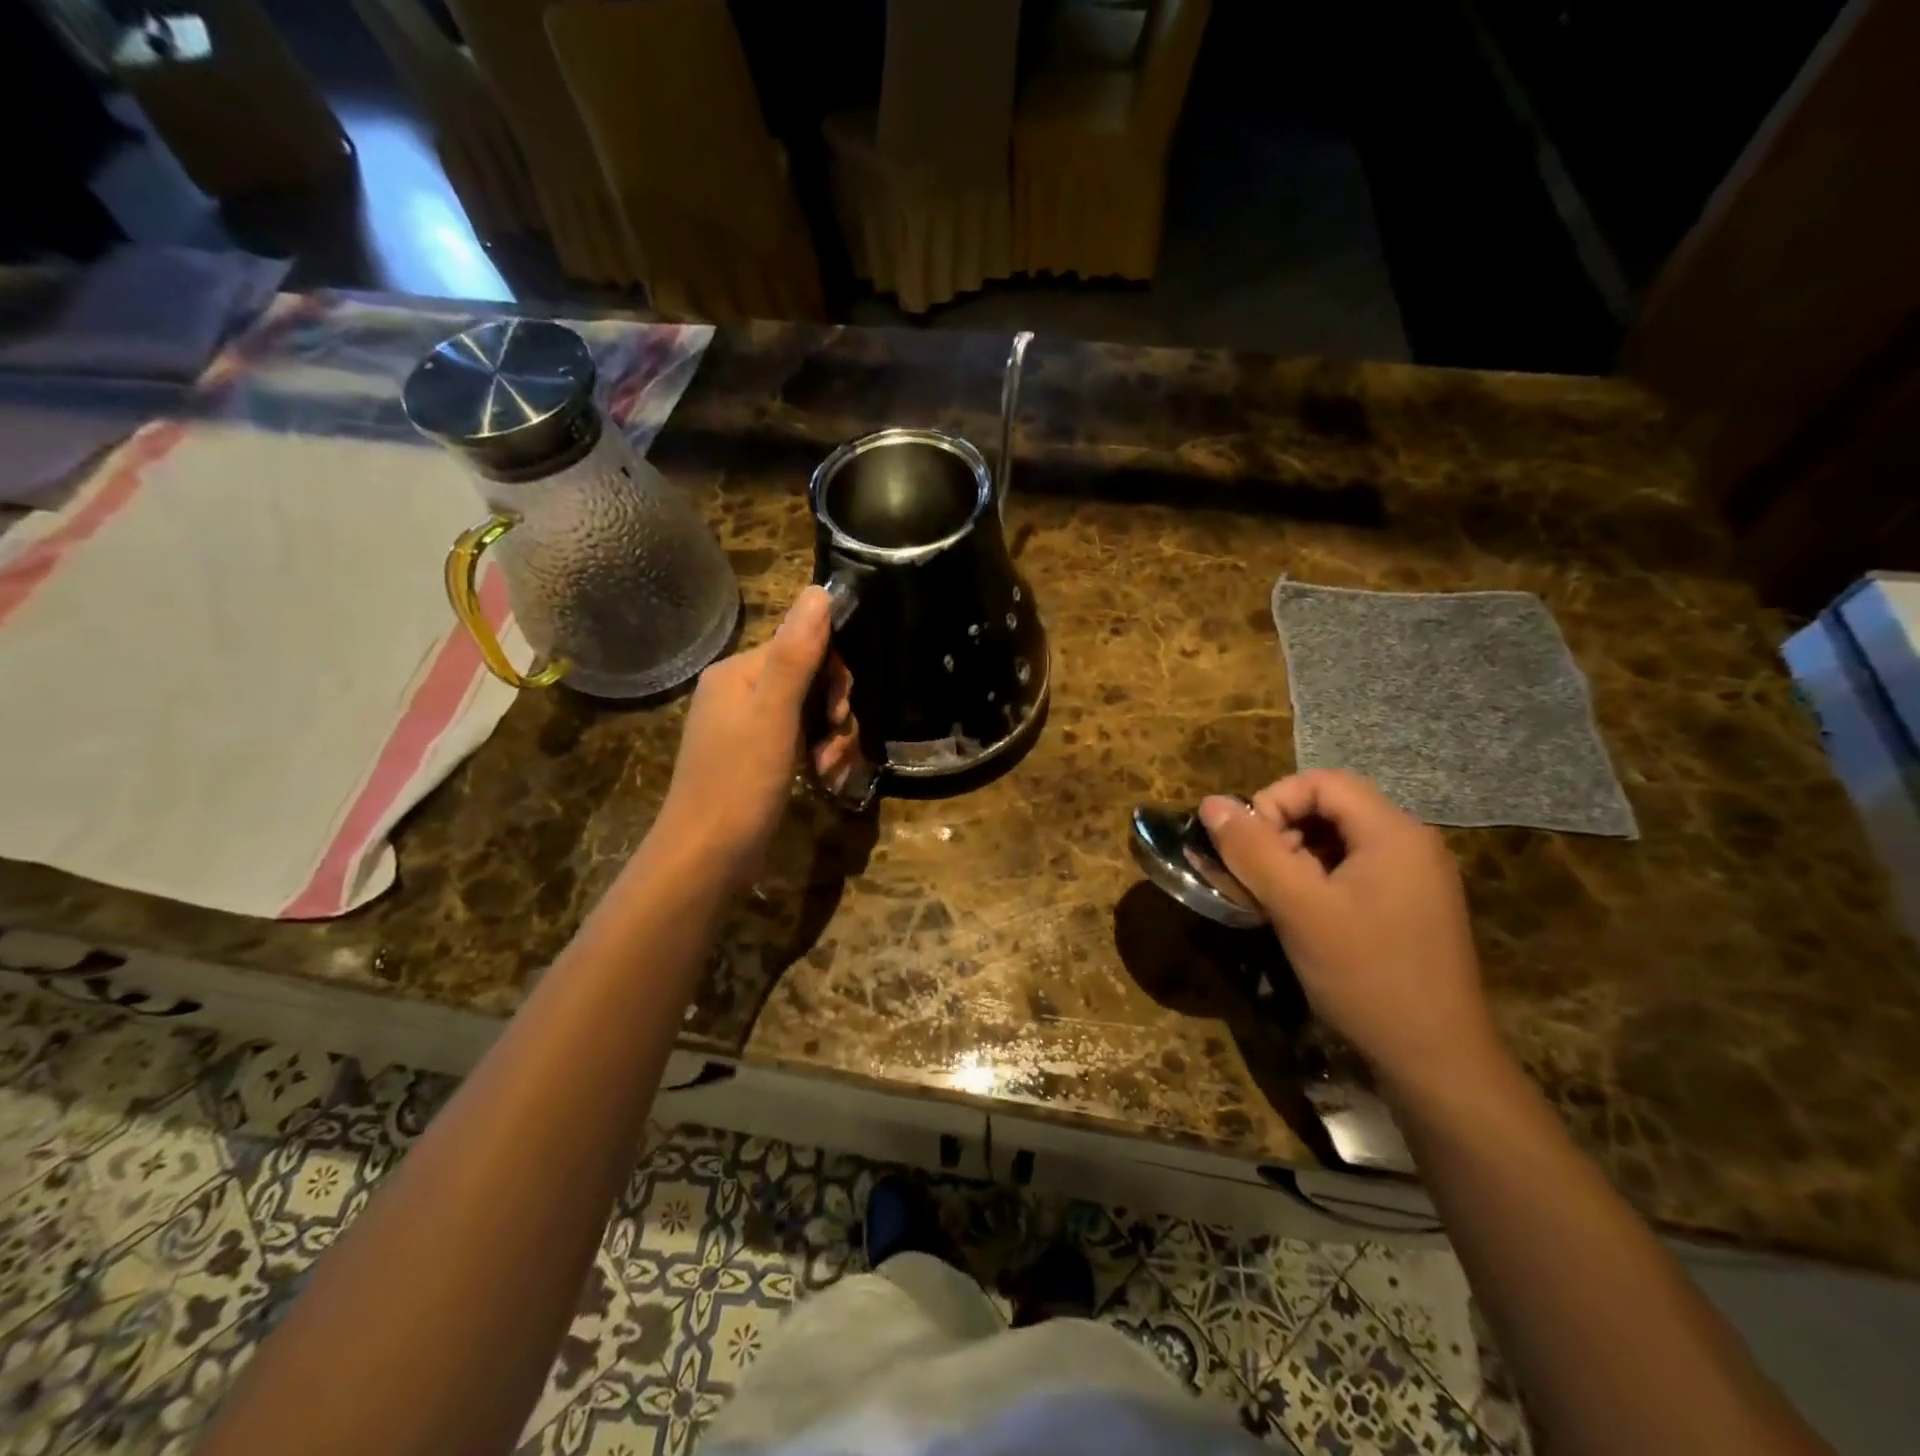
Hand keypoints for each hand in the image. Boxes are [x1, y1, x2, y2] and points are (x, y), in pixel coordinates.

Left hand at [655, 586, 858, 887]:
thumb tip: (820, 590)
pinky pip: (799, 741)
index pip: (803, 646)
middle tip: (835, 748)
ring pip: (810, 715)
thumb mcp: (774, 714)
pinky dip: (818, 757)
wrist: (706, 857)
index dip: (833, 676)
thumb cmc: (740, 781)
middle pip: (810, 681)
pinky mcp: (755, 759)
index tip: (839, 714)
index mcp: (739, 673)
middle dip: (834, 714)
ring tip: (830, 772)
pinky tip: (825, 780)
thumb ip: (797, 653)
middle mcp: (740, 693)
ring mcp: (746, 728)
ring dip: (832, 741)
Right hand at [1199, 770, 1501, 1099]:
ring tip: (1273, 900)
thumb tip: (1212, 803)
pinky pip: (1355, 872)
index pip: (1322, 782)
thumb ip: (1253, 850)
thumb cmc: (1366, 976)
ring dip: (1296, 859)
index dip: (1273, 801)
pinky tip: (1303, 919)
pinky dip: (1318, 881)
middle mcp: (1412, 844)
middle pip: (1331, 809)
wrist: (1437, 1062)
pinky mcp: (1411, 908)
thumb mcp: (1298, 908)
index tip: (1246, 847)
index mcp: (1394, 833)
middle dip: (1282, 832)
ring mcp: (1416, 878)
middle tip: (1257, 878)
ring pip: (1339, 842)